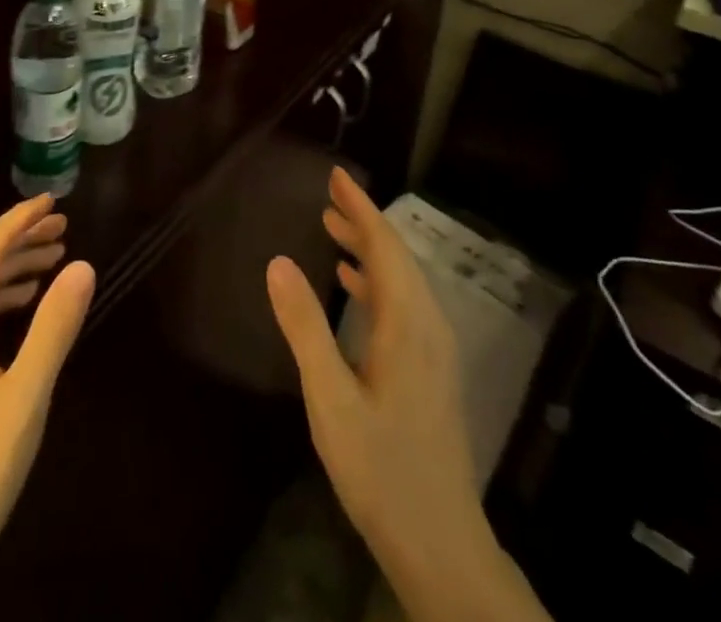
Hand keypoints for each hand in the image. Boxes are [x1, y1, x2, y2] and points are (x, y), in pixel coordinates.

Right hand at [267, 169, 549, 621]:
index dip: (360, 207)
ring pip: (401, 280)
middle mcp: (428, 325)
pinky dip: (376, 282)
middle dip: (363, 221)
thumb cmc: (382, 471)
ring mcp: (434, 350)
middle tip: (329, 194)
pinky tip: (352, 286)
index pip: (384, 245)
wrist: (443, 546)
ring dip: (368, 250)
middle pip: (396, 257)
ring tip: (332, 228)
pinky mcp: (431, 370)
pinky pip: (403, 305)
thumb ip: (305, 327)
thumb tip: (277, 261)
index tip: (336, 175)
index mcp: (408, 323)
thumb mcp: (330, 399)